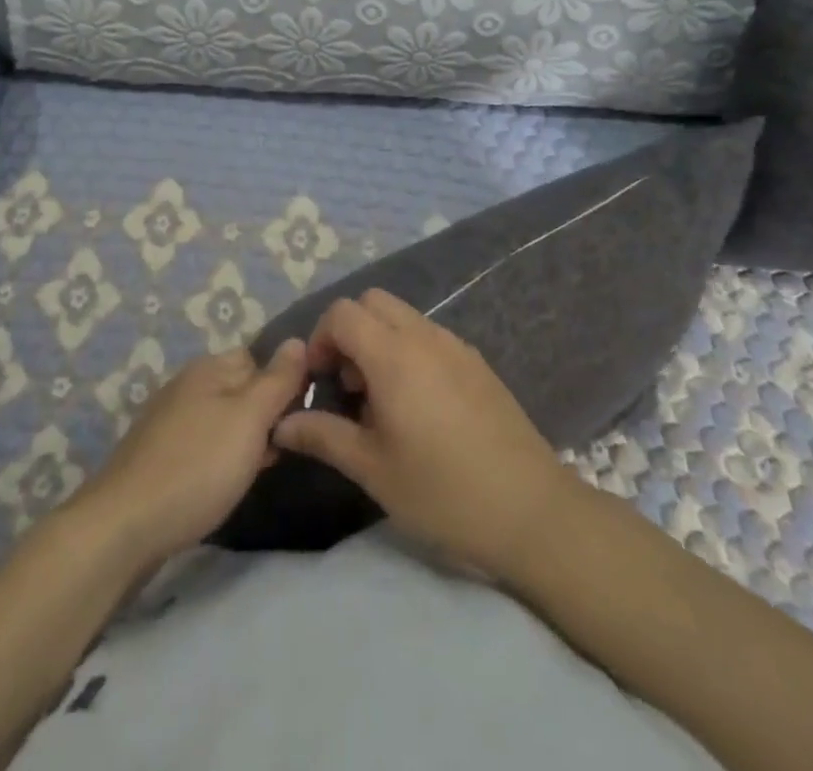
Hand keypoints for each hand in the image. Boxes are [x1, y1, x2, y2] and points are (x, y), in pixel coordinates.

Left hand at [77, 340, 307, 565]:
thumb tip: (298, 341)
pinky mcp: (157, 454)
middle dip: (263, 416)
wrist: (123, 526)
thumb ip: (278, 380)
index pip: (259, 358)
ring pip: (222, 419)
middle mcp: (187, 384)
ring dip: (242, 440)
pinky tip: (222, 484)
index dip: (282, 384)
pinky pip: (202, 444)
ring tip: (255, 471)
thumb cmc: (197, 467)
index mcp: (209, 368)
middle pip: (240, 388)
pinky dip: (218, 459)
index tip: (298, 418)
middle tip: (279, 450)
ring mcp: (168, 419)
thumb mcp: (249, 419)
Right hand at [272, 290, 572, 579]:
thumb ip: (323, 436)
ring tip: (380, 400)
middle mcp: (425, 337)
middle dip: (349, 332)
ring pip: (403, 316)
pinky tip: (417, 406)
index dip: (321, 338)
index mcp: (395, 356)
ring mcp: (456, 345)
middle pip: (373, 302)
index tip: (321, 381)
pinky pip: (429, 335)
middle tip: (348, 385)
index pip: (342, 313)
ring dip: (379, 340)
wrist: (531, 510)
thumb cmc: (443, 491)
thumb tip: (281, 423)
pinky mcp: (477, 362)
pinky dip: (408, 350)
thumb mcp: (373, 469)